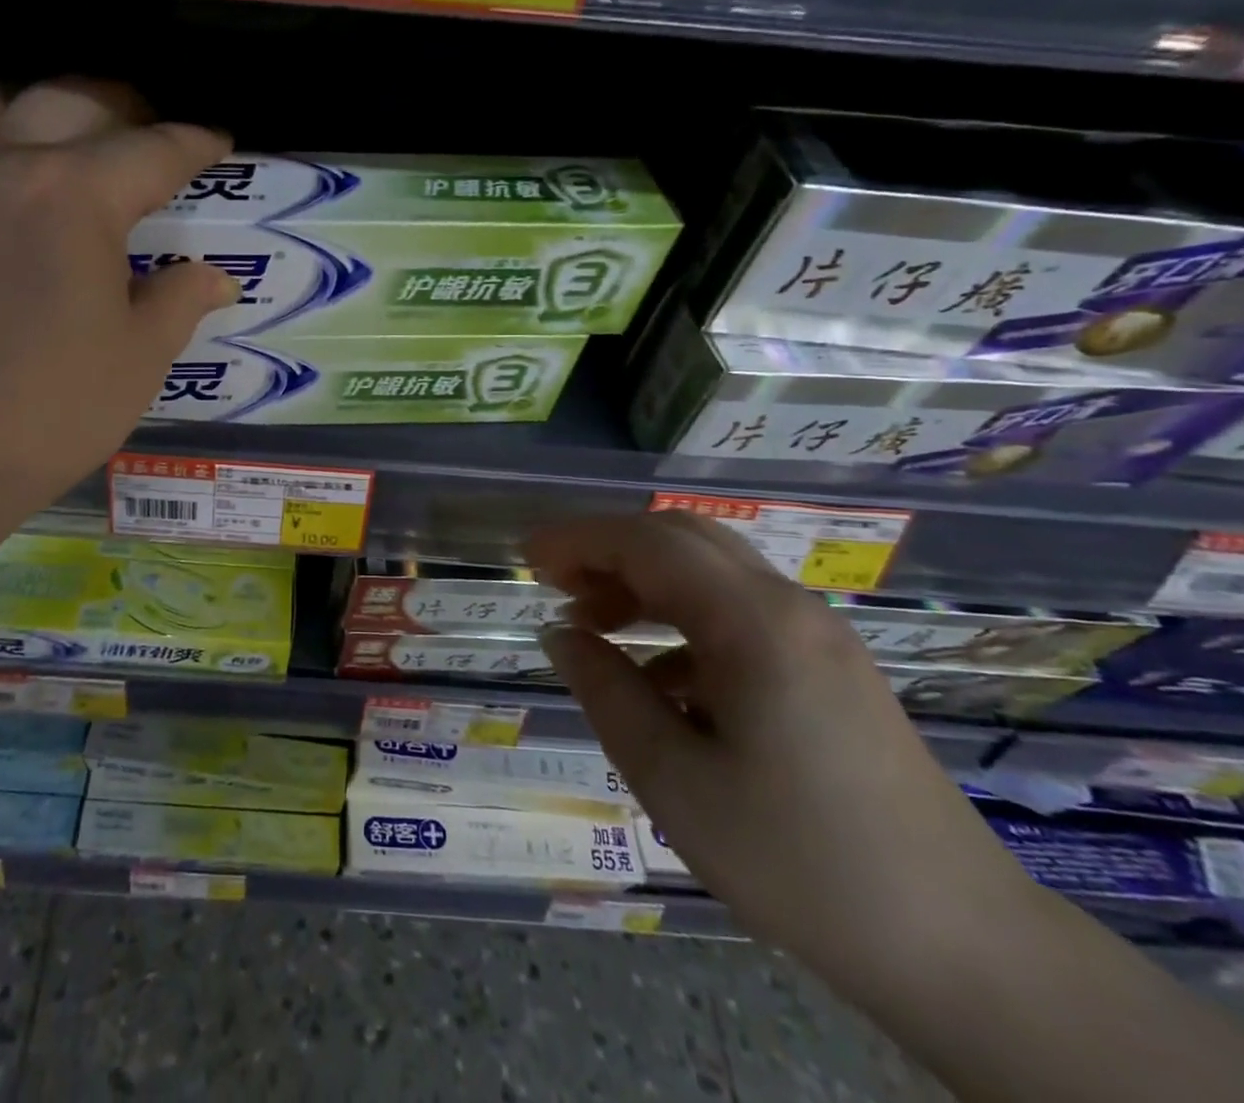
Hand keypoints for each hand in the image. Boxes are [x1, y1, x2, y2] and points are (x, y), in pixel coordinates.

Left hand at [0, 79, 238, 512]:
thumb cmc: (50, 410)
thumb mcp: (139, 359)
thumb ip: (180, 302)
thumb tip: (215, 276)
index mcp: (79, 195)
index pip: (155, 149)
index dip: (196, 142)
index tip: (218, 143)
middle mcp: (5, 165)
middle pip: (71, 99)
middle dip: (123, 107)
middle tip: (147, 135)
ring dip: (33, 107)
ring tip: (57, 138)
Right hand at [529, 513, 1040, 992]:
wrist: (964, 950)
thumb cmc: (798, 861)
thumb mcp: (672, 778)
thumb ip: (605, 690)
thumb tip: (561, 635)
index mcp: (754, 623)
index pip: (648, 543)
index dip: (578, 539)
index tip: (525, 559)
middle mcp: (790, 608)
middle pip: (683, 539)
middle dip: (608, 549)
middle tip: (554, 585)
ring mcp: (819, 636)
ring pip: (711, 572)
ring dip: (644, 583)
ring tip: (593, 627)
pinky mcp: (831, 669)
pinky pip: (740, 613)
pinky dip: (682, 620)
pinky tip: (658, 679)